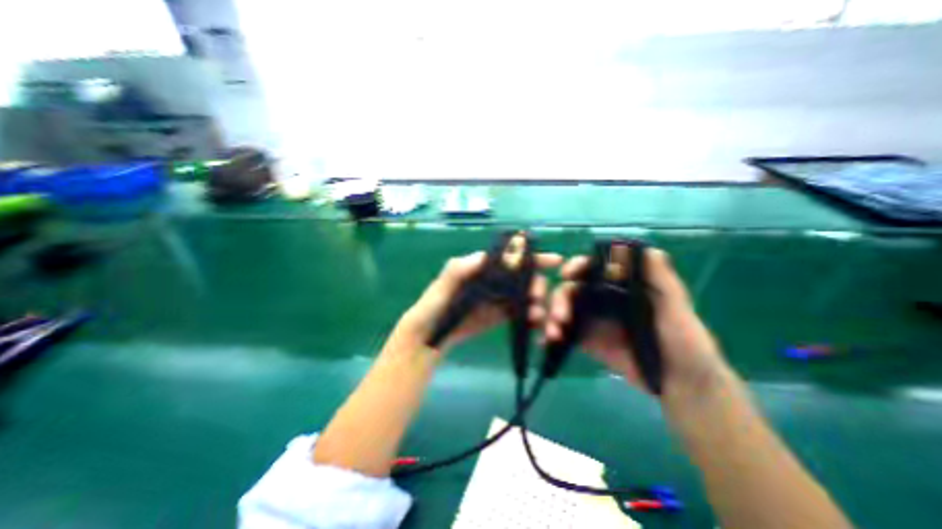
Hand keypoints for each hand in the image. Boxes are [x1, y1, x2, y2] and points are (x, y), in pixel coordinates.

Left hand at [394, 250, 560, 352]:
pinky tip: (536, 325)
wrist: (430, 336)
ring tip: (539, 316)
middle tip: (538, 297)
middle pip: (523, 277)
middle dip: (537, 284)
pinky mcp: (501, 315)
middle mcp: (494, 280)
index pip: (511, 259)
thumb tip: (483, 256)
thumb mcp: (442, 287)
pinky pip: (521, 312)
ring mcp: (499, 298)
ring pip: (525, 295)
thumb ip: (459, 271)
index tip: (554, 261)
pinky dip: (532, 317)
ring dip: (537, 303)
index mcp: (483, 268)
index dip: (532, 258)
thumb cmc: (434, 306)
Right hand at [546, 248, 726, 403]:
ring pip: (564, 308)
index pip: (591, 268)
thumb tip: (628, 245)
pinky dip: (552, 333)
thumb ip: (657, 274)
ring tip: (553, 332)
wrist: (682, 382)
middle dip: (559, 298)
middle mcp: (602, 298)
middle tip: (560, 315)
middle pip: (571, 289)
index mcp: (619, 285)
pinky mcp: (587, 340)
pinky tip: (547, 339)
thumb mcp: (675, 303)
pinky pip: (565, 331)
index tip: (567, 274)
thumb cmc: (684, 339)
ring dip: (553, 315)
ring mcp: (592, 319)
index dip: (576, 267)